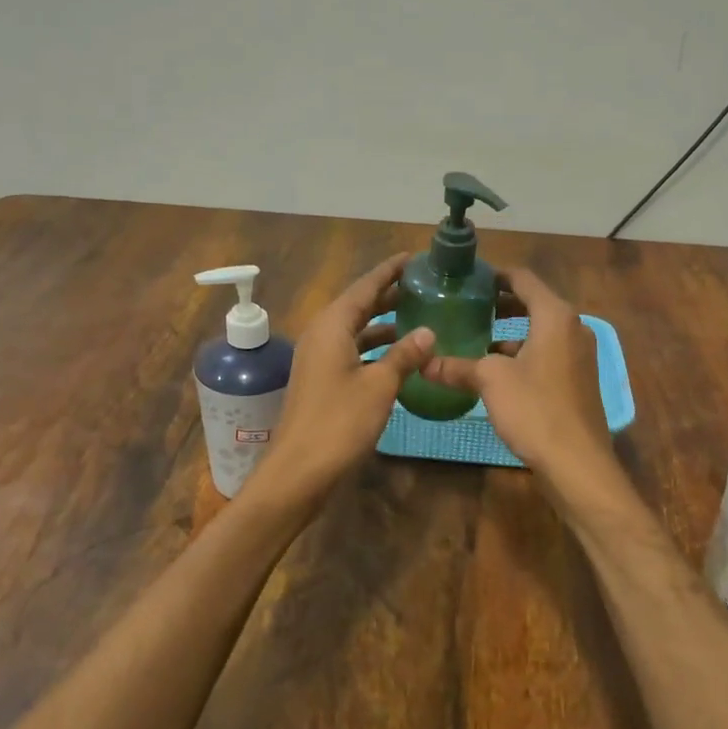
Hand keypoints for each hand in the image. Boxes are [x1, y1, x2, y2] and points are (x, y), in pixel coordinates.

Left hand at [250, 253, 434, 507]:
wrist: (299, 470)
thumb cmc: (339, 422)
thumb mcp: (379, 385)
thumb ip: (404, 354)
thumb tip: (428, 330)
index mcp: (332, 327)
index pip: (364, 287)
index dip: (389, 272)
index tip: (413, 258)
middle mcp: (321, 335)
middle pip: (358, 305)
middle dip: (388, 294)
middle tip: (421, 285)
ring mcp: (318, 359)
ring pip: (354, 329)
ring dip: (382, 322)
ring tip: (416, 315)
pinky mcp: (321, 380)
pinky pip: (351, 350)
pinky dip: (374, 346)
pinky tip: (398, 355)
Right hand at [421, 268, 621, 493]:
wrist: (577, 463)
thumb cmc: (535, 409)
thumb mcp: (490, 381)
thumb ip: (457, 367)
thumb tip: (423, 363)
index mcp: (555, 316)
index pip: (523, 279)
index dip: (495, 275)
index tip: (469, 279)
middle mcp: (573, 328)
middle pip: (534, 303)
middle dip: (501, 304)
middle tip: (468, 306)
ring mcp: (580, 355)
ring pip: (541, 331)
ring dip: (511, 332)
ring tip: (477, 337)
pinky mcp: (579, 380)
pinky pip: (548, 353)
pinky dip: (524, 353)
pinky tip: (498, 371)